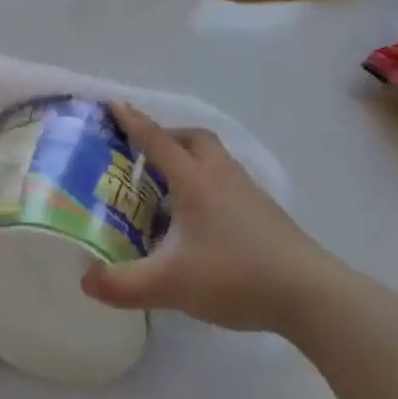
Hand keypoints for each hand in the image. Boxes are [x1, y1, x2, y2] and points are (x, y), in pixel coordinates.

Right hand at [81, 102, 340, 335]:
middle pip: (192, 139)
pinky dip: (207, 184)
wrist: (311, 295)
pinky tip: (200, 218)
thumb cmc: (236, 276)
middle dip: (166, 137)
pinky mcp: (265, 212)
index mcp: (194, 181)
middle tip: (143, 154)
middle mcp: (220, 176)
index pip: (157, 141)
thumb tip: (85, 281)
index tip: (113, 103)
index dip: (132, 122)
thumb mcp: (170, 285)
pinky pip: (227, 181)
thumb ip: (123, 285)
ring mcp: (248, 192)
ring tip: (168, 187)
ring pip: (213, 159)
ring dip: (188, 159)